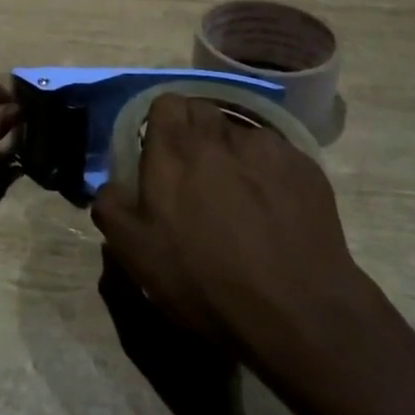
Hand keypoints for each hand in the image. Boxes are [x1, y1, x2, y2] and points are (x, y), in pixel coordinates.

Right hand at [89, 93, 369, 363]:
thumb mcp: (136, 253)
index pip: (164, 102)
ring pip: (240, 133)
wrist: (297, 312)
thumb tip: (110, 186)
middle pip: (202, 111)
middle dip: (195, 133)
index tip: (160, 152)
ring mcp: (267, 148)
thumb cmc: (205, 280)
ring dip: (232, 153)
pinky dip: (269, 172)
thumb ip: (111, 207)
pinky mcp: (305, 167)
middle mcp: (219, 134)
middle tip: (195, 174)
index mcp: (174, 147)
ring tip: (239, 195)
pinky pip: (277, 156)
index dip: (161, 123)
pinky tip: (274, 210)